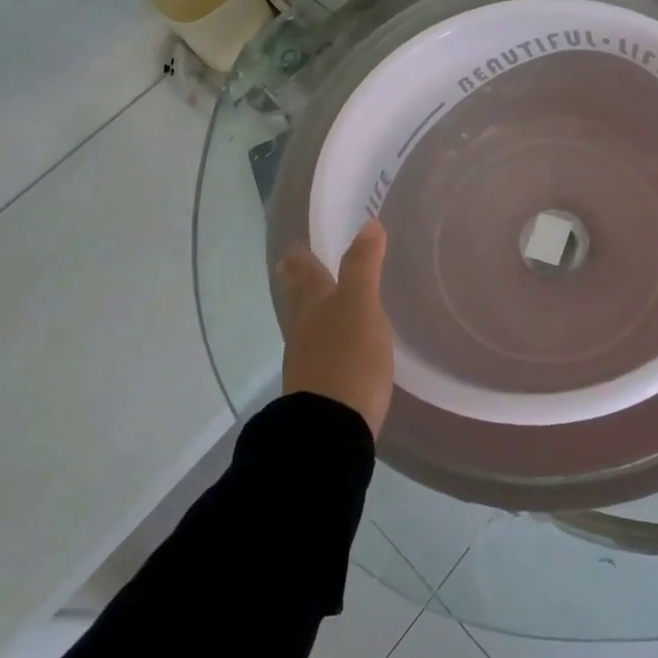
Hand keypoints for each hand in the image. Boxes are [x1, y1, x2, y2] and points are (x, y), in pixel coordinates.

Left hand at [276, 221, 394, 437]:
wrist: (330, 432)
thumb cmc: (348, 360)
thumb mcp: (361, 307)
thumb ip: (363, 267)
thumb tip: (368, 224)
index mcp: (315, 304)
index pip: (306, 273)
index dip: (301, 258)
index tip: (293, 248)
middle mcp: (304, 329)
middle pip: (298, 300)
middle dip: (297, 282)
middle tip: (289, 266)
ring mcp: (306, 362)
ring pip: (305, 327)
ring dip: (309, 313)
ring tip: (318, 306)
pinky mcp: (316, 391)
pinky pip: (317, 356)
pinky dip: (323, 344)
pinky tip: (335, 351)